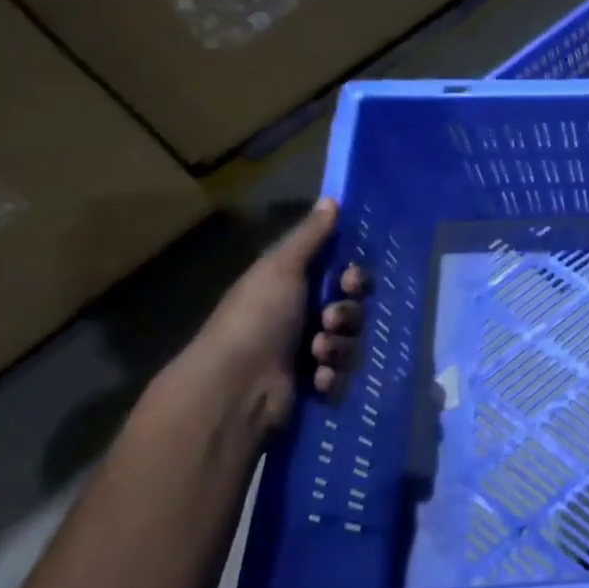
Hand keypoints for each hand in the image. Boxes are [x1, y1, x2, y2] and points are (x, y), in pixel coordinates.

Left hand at [183, 199, 369, 430]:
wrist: (234, 388)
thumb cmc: (256, 319)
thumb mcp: (281, 268)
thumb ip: (309, 236)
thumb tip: (330, 199)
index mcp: (293, 290)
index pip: (343, 279)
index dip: (354, 279)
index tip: (351, 281)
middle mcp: (303, 320)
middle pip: (353, 310)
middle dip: (348, 314)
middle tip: (331, 319)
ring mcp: (309, 356)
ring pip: (352, 343)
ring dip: (339, 346)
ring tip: (316, 353)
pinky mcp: (314, 388)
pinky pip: (343, 377)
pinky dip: (332, 376)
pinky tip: (315, 378)